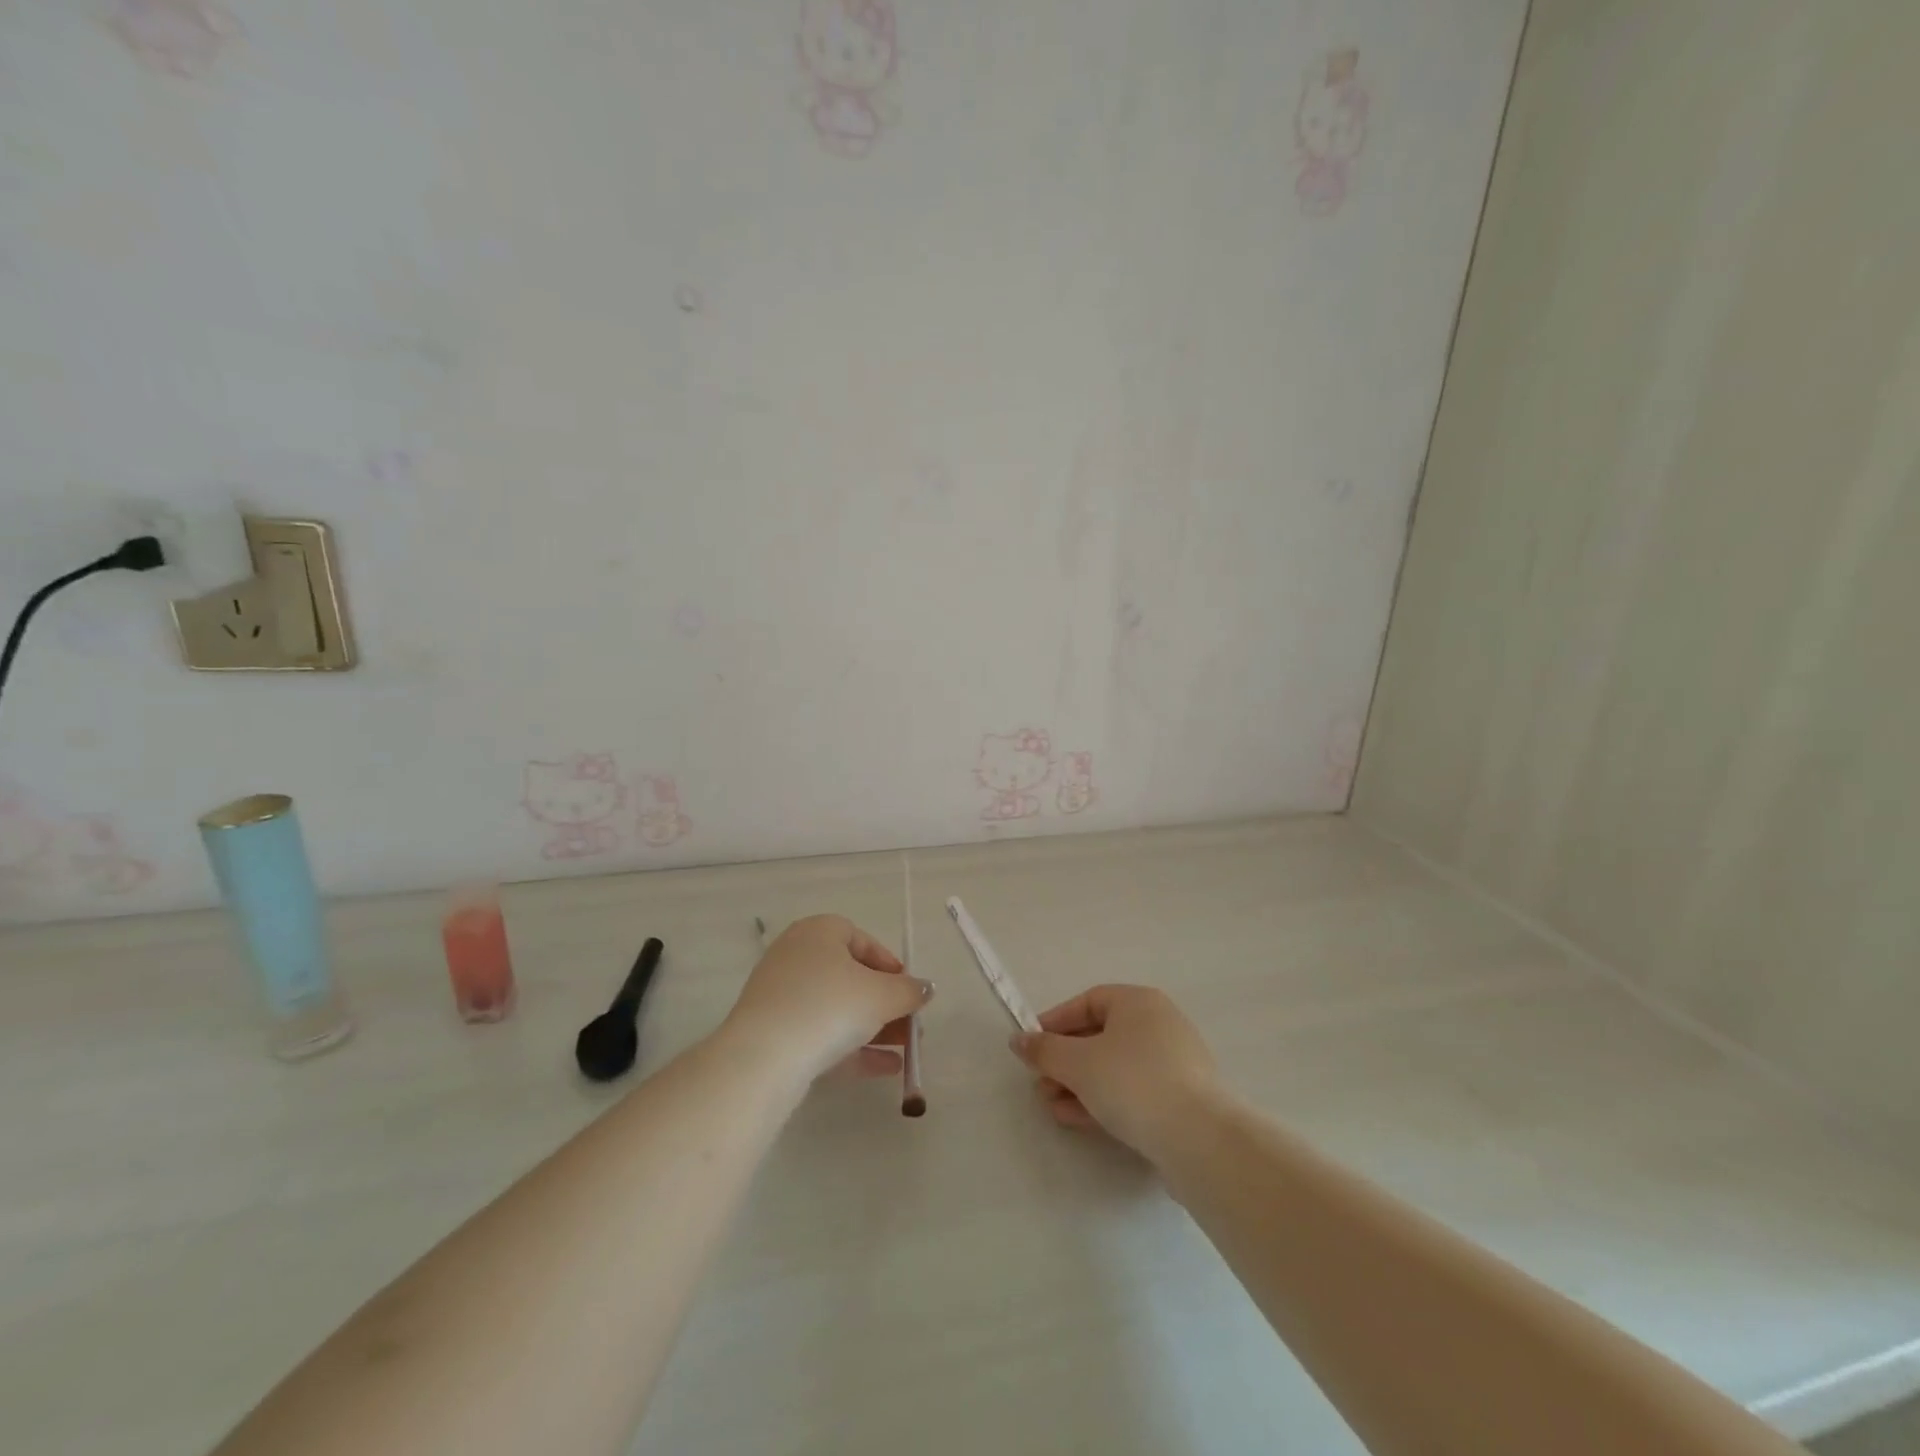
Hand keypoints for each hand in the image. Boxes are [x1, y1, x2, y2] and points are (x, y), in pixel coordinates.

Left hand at [723, 914, 933, 1083]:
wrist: (764, 1058)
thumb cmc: (829, 1006)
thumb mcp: (881, 996)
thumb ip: (909, 991)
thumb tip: (926, 988)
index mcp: (818, 932)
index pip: (860, 939)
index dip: (888, 964)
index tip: (908, 989)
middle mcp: (796, 956)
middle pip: (850, 977)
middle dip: (885, 1002)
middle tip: (911, 1024)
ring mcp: (781, 996)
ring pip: (836, 1008)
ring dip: (874, 1028)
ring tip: (906, 1051)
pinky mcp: (773, 1032)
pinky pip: (820, 1033)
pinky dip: (852, 1048)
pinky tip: (886, 1069)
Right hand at [1010, 984, 1220, 1158]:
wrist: (1198, 1139)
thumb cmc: (1132, 1082)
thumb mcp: (1077, 1062)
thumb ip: (1044, 1050)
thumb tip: (1019, 1040)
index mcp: (1139, 1002)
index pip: (1088, 1002)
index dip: (1055, 1022)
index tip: (1032, 1046)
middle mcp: (1159, 1024)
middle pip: (1100, 1036)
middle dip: (1064, 1061)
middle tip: (1040, 1083)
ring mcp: (1174, 1063)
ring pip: (1115, 1067)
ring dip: (1079, 1084)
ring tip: (1052, 1106)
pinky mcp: (1180, 1099)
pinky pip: (1133, 1091)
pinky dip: (1103, 1100)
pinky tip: (1077, 1120)